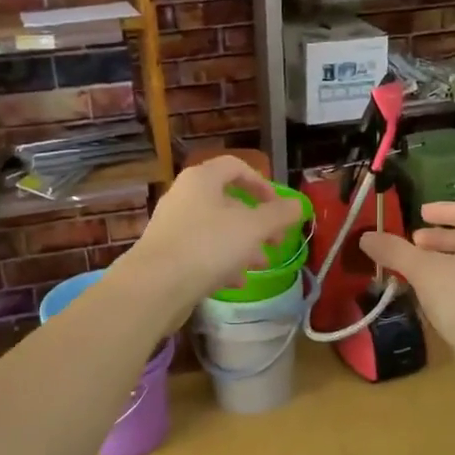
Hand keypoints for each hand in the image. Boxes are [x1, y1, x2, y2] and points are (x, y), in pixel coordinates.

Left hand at [118, 156, 303, 313]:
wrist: (155, 287)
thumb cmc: (208, 246)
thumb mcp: (253, 228)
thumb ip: (279, 214)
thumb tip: (300, 205)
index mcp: (202, 180)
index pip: (235, 167)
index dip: (261, 184)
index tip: (279, 207)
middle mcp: (184, 197)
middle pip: (227, 202)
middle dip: (256, 222)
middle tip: (276, 241)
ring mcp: (173, 227)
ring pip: (216, 230)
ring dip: (243, 245)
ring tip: (261, 264)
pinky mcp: (168, 255)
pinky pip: (201, 252)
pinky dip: (222, 263)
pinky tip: (236, 282)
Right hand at [360, 201, 454, 356]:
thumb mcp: (423, 271)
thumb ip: (394, 251)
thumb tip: (366, 237)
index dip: (443, 210)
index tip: (421, 214)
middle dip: (439, 240)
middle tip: (415, 245)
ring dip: (444, 265)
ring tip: (418, 274)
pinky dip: (452, 287)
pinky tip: (433, 302)